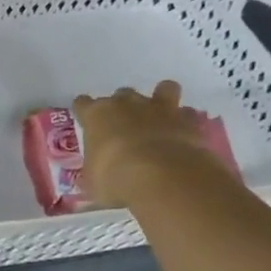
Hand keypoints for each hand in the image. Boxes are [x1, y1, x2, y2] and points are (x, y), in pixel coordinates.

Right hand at [73, 80, 228, 208]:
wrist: (162, 176)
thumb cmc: (114, 177)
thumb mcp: (92, 181)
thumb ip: (94, 170)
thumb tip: (95, 174)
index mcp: (97, 115)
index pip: (83, 104)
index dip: (84, 113)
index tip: (86, 123)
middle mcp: (127, 104)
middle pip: (121, 95)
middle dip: (122, 108)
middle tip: (122, 129)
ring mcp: (159, 108)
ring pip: (162, 89)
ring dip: (160, 100)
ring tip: (158, 118)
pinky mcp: (187, 119)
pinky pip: (185, 113)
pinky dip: (183, 121)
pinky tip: (180, 134)